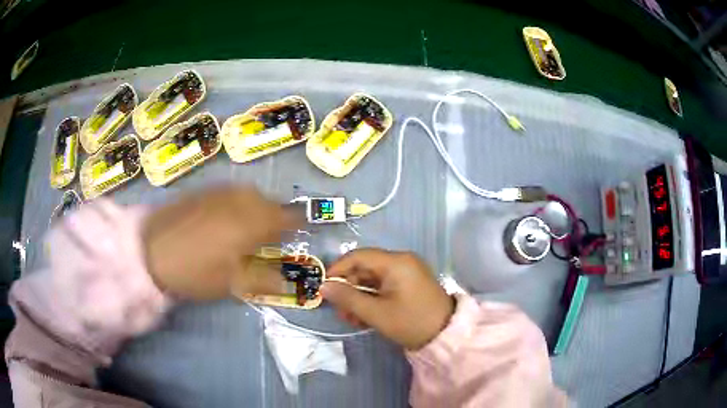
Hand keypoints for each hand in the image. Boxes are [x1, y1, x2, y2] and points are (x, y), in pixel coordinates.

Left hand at [143, 186, 298, 299]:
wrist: (151, 251)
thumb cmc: (194, 272)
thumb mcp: (230, 284)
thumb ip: (262, 279)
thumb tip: (286, 281)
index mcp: (252, 224)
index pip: (286, 218)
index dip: (296, 223)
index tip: (299, 232)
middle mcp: (240, 201)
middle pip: (269, 202)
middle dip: (276, 215)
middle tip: (272, 233)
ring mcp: (220, 193)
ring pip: (250, 193)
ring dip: (257, 206)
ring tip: (251, 223)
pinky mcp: (203, 191)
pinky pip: (230, 191)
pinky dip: (238, 201)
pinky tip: (228, 214)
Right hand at [321, 248, 454, 349]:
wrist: (445, 336)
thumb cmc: (410, 322)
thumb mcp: (376, 313)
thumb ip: (348, 298)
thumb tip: (323, 287)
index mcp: (396, 262)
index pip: (359, 256)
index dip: (338, 269)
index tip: (324, 287)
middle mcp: (401, 261)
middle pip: (365, 268)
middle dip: (349, 289)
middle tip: (340, 311)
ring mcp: (407, 273)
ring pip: (373, 279)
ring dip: (359, 297)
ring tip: (351, 318)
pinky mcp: (409, 284)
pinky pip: (384, 286)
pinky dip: (372, 299)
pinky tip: (364, 317)